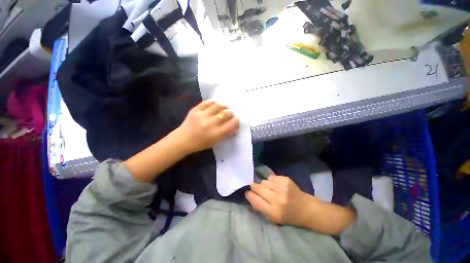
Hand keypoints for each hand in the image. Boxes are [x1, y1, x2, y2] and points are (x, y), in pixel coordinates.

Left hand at [176, 100, 239, 153]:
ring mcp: (202, 116)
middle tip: (231, 112)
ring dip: (224, 105)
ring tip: (225, 106)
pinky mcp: (195, 110)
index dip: (236, 120)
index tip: (237, 118)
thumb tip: (235, 127)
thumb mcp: (215, 142)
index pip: (231, 124)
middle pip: (225, 114)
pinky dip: (213, 101)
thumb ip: (225, 134)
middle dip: (230, 112)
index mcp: (215, 134)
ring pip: (217, 106)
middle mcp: (210, 124)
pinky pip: (206, 102)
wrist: (182, 140)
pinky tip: (216, 103)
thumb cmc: (200, 144)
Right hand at [245, 175, 318, 226]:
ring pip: (264, 181)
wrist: (306, 208)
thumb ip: (259, 206)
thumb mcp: (272, 218)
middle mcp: (278, 199)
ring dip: (264, 184)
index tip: (247, 192)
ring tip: (270, 188)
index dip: (249, 194)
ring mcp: (282, 188)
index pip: (255, 200)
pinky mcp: (286, 180)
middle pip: (257, 187)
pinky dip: (271, 181)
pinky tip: (276, 185)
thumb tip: (248, 193)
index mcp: (273, 212)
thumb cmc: (288, 216)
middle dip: (254, 187)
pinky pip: (271, 177)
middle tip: (255, 187)